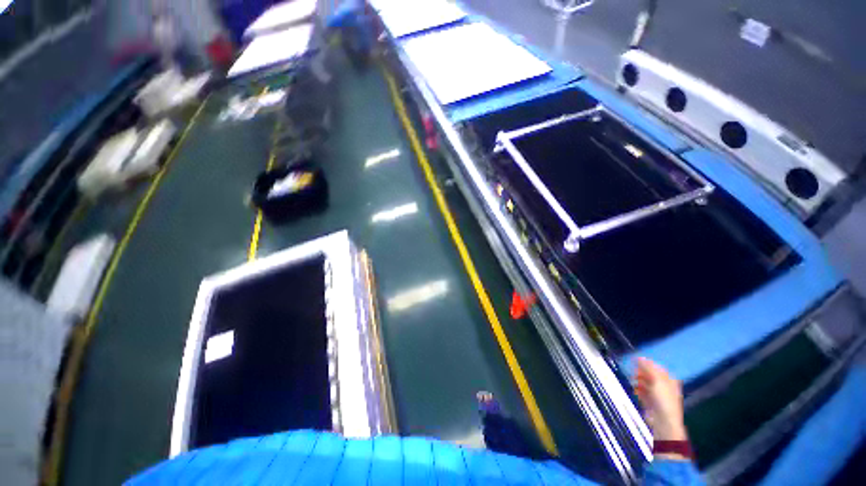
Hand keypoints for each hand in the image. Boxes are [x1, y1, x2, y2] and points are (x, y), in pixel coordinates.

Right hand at [634, 357, 687, 442]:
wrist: (663, 420)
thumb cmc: (663, 399)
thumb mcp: (657, 380)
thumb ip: (648, 367)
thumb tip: (639, 357)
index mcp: (669, 379)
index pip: (656, 367)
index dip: (646, 364)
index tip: (635, 362)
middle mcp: (663, 385)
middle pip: (649, 374)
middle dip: (640, 373)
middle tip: (634, 373)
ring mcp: (656, 393)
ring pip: (644, 382)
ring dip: (638, 381)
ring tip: (634, 382)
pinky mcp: (649, 400)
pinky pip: (641, 391)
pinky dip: (637, 390)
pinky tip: (635, 391)